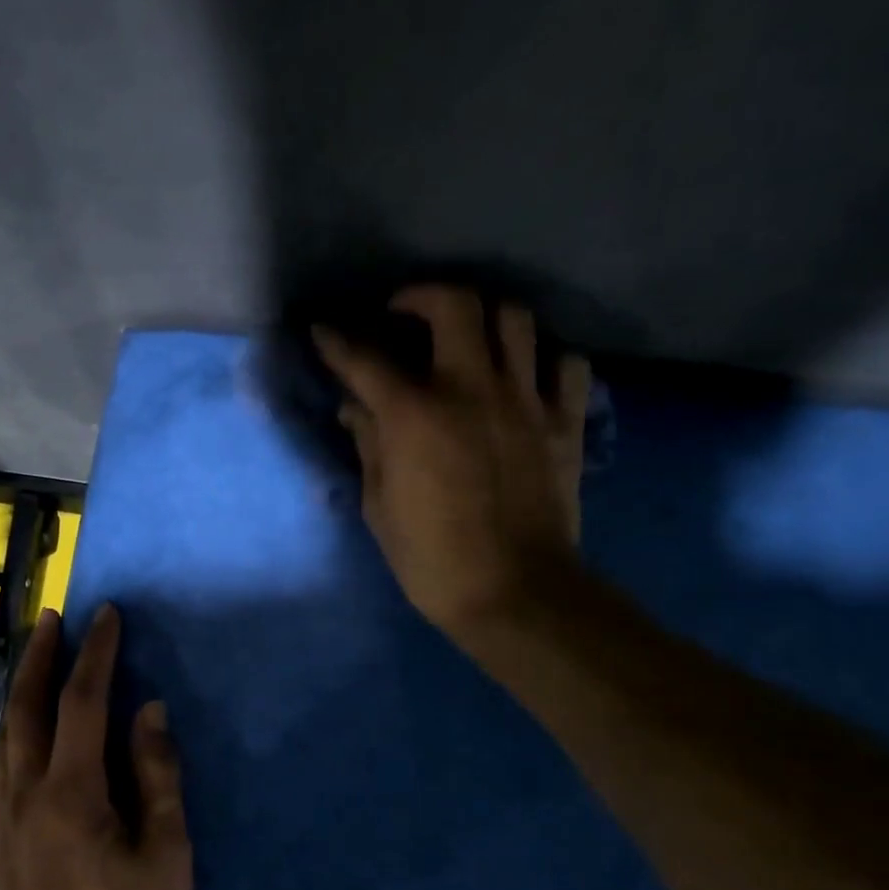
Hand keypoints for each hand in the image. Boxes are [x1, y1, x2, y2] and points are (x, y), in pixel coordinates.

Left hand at [0, 605, 191, 889]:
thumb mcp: (166, 854)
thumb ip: (158, 776)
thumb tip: (150, 711)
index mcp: (72, 793)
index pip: (82, 702)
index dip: (95, 653)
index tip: (106, 615)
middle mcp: (26, 795)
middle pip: (25, 708)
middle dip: (40, 656)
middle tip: (52, 617)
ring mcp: (1, 821)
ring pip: (4, 736)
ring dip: (20, 689)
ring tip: (35, 657)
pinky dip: (11, 734)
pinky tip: (22, 733)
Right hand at [314, 285, 592, 642]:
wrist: (514, 593)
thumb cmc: (432, 559)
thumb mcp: (380, 506)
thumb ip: (369, 446)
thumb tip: (357, 408)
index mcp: (415, 415)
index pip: (365, 360)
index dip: (337, 342)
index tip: (323, 331)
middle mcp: (472, 389)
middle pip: (455, 305)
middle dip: (421, 296)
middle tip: (403, 315)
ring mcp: (525, 401)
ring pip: (514, 319)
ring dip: (483, 317)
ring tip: (466, 338)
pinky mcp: (564, 422)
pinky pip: (565, 363)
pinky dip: (543, 358)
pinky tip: (524, 376)